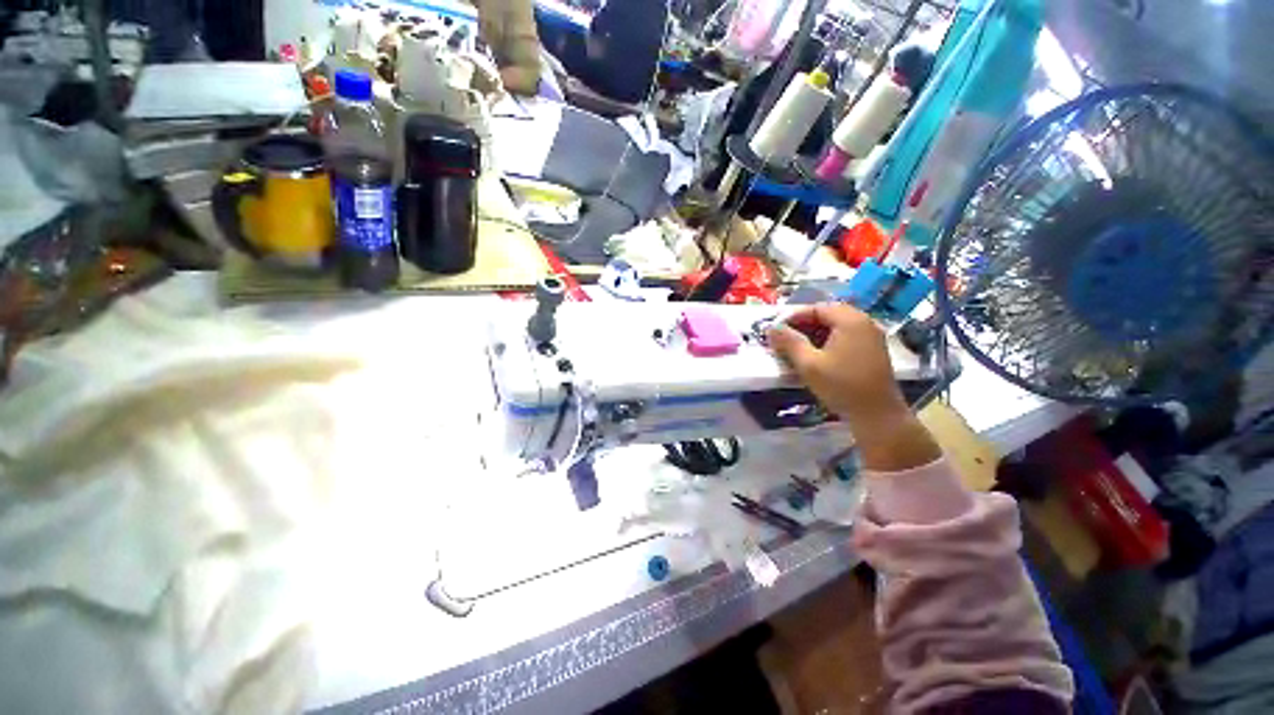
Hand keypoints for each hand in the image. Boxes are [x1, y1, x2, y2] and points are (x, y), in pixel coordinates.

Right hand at [768, 304, 940, 471]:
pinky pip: (846, 335)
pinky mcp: (873, 349)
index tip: (776, 330)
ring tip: (796, 347)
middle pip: (828, 314)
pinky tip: (816, 355)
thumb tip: (771, 327)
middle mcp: (864, 321)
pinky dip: (828, 340)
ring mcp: (871, 335)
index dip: (793, 316)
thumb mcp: (809, 364)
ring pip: (837, 325)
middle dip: (804, 324)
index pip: (816, 308)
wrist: (877, 414)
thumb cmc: (841, 386)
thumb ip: (789, 342)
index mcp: (850, 320)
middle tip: (785, 338)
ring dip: (815, 332)